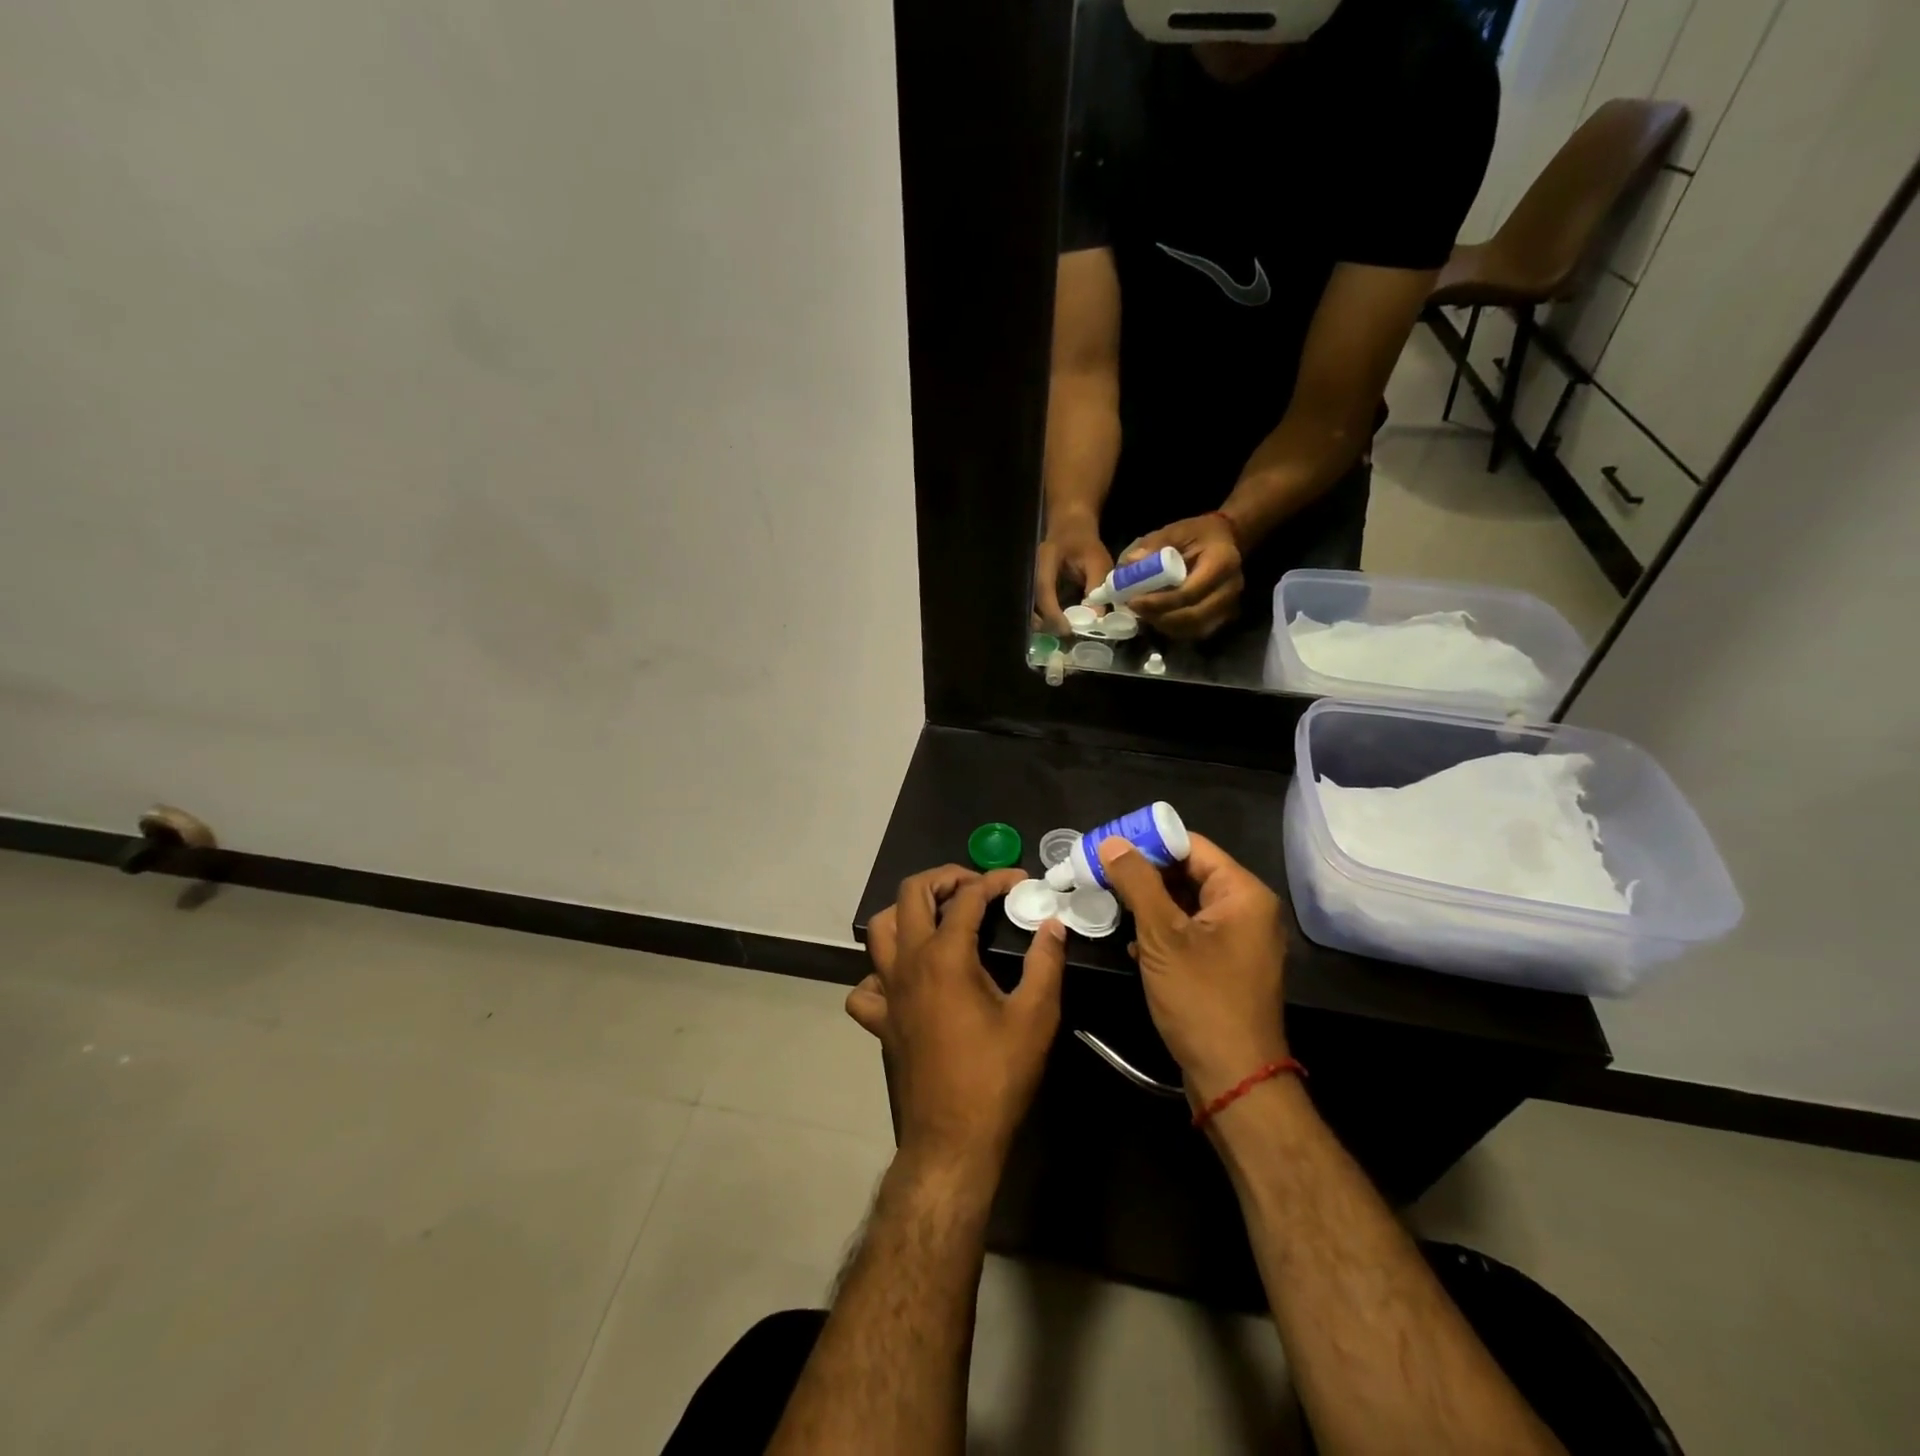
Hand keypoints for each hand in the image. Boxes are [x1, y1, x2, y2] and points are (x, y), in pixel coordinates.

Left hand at [852, 867, 1067, 1174]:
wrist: (953, 1140)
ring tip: (938, 916)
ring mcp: (887, 991)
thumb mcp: (1035, 1017)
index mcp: (946, 956)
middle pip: (910, 894)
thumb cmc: (997, 1076)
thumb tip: (1053, 925)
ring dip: (906, 911)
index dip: (995, 881)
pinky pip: (867, 984)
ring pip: (880, 929)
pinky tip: (906, 978)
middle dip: (943, 877)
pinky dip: (881, 971)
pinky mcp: (879, 1021)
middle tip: (974, 885)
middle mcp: (908, 963)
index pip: (967, 897)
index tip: (1020, 881)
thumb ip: (1045, 963)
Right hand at [1034, 518, 1114, 632]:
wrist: (1070, 529)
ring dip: (1044, 624)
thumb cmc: (1085, 544)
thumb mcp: (1097, 561)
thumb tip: (1097, 618)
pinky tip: (1060, 626)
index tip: (1067, 629)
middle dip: (1045, 623)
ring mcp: (1029, 580)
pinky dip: (1045, 619)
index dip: (1052, 612)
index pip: (1043, 589)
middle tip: (1065, 637)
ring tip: (1064, 634)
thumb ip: (1097, 587)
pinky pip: (1035, 607)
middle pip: (1030, 603)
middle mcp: (1031, 571)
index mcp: (1045, 560)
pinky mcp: (1033, 588)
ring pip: (1030, 608)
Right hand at [1094, 834, 1288, 1106]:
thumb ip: (1137, 883)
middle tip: (1100, 871)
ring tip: (1107, 900)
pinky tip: (1130, 940)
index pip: (1192, 847)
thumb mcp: (1162, 936)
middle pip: (1190, 873)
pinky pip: (1190, 932)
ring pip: (1186, 904)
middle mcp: (1247, 910)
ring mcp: (1238, 940)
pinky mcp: (1225, 965)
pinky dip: (1161, 930)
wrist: (1233, 1078)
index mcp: (1243, 894)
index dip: (1149, 842)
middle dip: (1144, 873)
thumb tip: (1112, 841)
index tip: (1108, 845)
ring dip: (1149, 902)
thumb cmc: (1201, 999)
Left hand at [1122, 515, 1242, 639]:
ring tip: (1143, 613)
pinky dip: (1174, 629)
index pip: (1189, 592)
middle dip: (1159, 617)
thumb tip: (1129, 563)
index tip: (1133, 601)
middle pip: (1193, 616)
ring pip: (1194, 629)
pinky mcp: (1224, 617)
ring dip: (1164, 625)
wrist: (1224, 539)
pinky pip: (1196, 631)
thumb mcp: (1174, 531)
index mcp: (1222, 563)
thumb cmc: (1197, 534)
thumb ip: (1153, 545)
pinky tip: (1157, 618)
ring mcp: (1230, 606)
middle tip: (1134, 610)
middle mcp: (1231, 588)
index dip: (1159, 602)